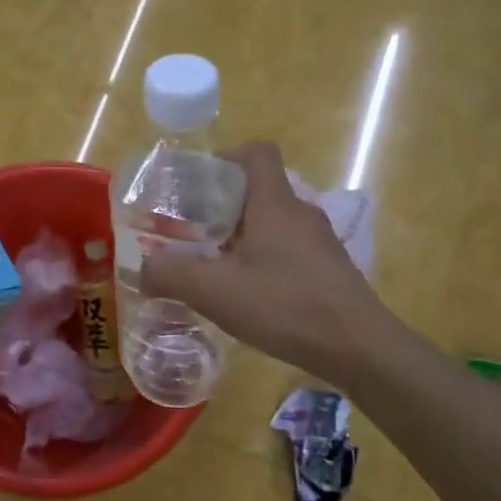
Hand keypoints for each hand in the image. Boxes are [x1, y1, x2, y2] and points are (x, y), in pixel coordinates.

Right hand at [140, 141, 389, 380]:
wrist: (359, 348)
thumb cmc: (285, 306)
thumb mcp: (214, 292)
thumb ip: (169, 276)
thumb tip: (142, 269)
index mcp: (274, 204)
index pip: (256, 153)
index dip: (225, 158)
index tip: (196, 185)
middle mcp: (300, 213)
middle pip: (258, 190)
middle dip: (220, 206)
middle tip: (188, 233)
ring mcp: (319, 242)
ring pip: (271, 223)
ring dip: (239, 236)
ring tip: (212, 266)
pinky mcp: (328, 269)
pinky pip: (286, 249)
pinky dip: (261, 260)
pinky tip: (246, 294)